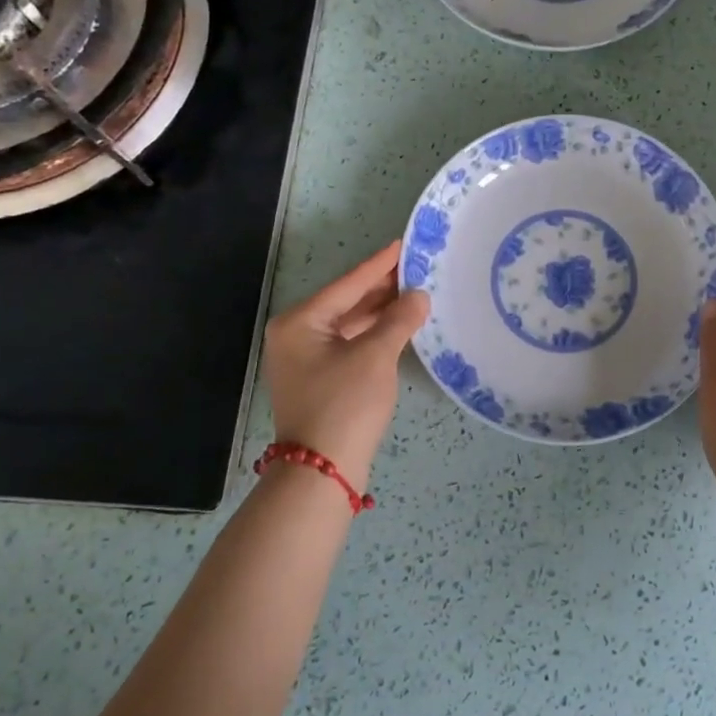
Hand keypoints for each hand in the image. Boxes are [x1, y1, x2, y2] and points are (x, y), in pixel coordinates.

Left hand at [263, 241, 429, 486]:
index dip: (380, 264)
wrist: (322, 471)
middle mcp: (296, 335)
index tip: (404, 243)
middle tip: (418, 267)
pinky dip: (374, 333)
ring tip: (416, 292)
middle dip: (382, 287)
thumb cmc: (345, 404)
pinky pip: (350, 343)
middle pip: (346, 302)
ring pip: (349, 324)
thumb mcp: (375, 356)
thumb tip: (420, 296)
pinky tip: (399, 325)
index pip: (348, 284)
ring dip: (380, 311)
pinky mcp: (320, 378)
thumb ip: (399, 320)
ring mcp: (306, 359)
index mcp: (300, 322)